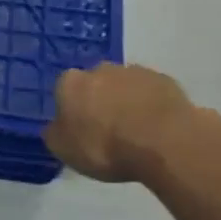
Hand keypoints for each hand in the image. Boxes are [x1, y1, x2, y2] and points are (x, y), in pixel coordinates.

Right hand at [44, 63, 199, 182]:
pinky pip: (152, 92)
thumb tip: (56, 126)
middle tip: (108, 130)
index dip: (71, 110)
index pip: (63, 90)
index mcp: (70, 83)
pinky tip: (157, 128)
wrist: (164, 143)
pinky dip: (152, 105)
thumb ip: (55, 133)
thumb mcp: (65, 150)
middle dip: (99, 101)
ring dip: (126, 102)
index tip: (80, 130)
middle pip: (95, 84)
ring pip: (125, 86)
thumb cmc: (105, 147)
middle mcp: (99, 69)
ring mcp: (134, 72)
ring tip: (136, 132)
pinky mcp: (165, 80)